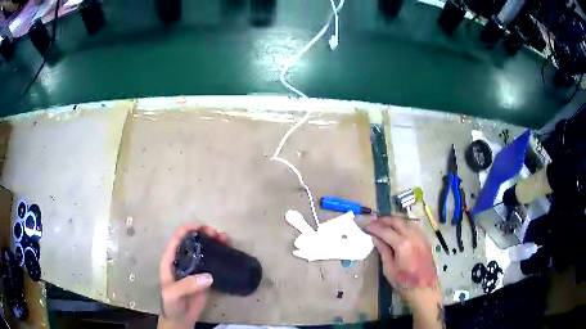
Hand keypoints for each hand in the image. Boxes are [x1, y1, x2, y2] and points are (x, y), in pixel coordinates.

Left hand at [158, 224, 229, 328]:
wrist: (180, 319)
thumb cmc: (171, 304)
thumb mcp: (173, 293)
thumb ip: (187, 285)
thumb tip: (208, 276)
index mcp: (170, 260)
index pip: (177, 239)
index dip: (188, 229)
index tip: (203, 227)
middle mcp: (182, 261)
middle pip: (192, 242)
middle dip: (204, 234)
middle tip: (218, 235)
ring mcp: (193, 269)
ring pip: (203, 250)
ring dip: (213, 242)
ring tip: (226, 240)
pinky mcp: (203, 277)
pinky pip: (211, 262)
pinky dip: (219, 255)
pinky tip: (227, 253)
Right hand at [367, 216, 443, 328]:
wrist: (424, 288)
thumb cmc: (403, 282)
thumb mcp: (389, 268)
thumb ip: (383, 250)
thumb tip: (375, 238)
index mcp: (402, 244)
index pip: (385, 230)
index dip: (374, 227)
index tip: (366, 226)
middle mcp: (413, 236)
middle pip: (397, 221)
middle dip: (384, 220)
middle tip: (374, 222)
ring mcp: (421, 236)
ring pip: (406, 221)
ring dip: (395, 221)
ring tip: (385, 224)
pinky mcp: (425, 239)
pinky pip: (414, 226)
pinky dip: (404, 225)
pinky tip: (399, 230)